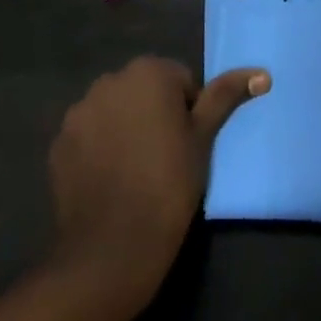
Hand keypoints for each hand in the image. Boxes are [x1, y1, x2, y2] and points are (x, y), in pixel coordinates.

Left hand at [49, 57, 268, 307]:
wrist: (111, 249)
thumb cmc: (168, 186)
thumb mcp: (203, 139)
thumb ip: (226, 97)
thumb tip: (261, 73)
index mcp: (148, 71)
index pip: (180, 81)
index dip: (188, 114)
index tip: (187, 148)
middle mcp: (110, 79)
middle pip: (144, 91)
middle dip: (154, 115)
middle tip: (165, 160)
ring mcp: (79, 110)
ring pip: (115, 111)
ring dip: (125, 129)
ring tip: (135, 173)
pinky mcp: (59, 142)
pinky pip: (88, 135)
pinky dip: (99, 149)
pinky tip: (109, 182)